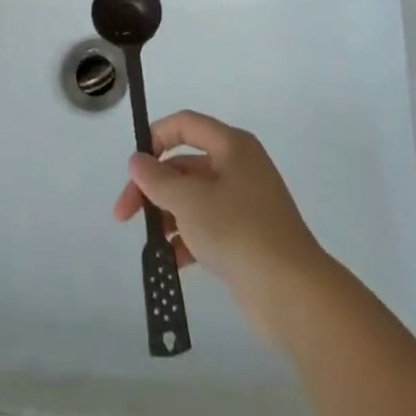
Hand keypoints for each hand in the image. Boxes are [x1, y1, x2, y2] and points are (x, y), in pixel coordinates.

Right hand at [113, 110, 332, 344]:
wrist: (291, 291)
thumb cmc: (238, 231)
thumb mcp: (189, 201)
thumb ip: (157, 178)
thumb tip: (137, 159)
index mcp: (232, 145)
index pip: (185, 124)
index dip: (154, 138)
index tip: (132, 168)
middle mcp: (239, 166)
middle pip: (185, 164)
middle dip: (153, 186)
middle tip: (124, 215)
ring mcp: (244, 202)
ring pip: (194, 197)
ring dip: (168, 215)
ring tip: (150, 243)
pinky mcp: (246, 236)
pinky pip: (207, 226)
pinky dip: (186, 239)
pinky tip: (170, 262)